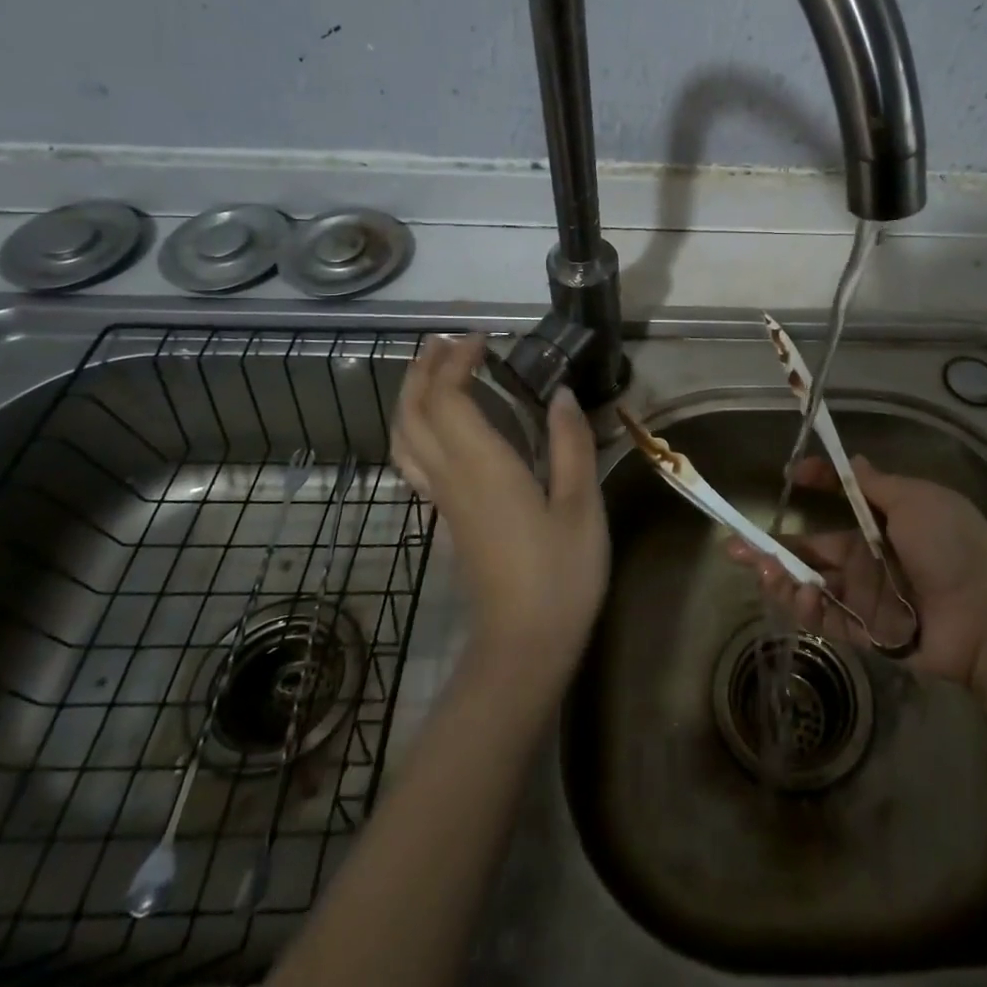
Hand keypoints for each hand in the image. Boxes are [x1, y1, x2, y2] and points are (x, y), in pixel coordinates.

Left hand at [391, 334, 608, 675]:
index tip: (483, 339)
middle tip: (449, 342)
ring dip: (413, 397)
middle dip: (424, 370)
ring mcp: (443, 502)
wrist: (523, 647)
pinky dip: (417, 428)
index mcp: (482, 468)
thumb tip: (560, 394)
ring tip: (435, 372)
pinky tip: (441, 428)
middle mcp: (451, 478)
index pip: (447, 399)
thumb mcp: (580, 505)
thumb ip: (571, 444)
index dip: (455, 362)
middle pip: (414, 414)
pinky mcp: (447, 520)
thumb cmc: (560, 574)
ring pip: (405, 439)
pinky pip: (415, 461)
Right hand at [725, 454, 986, 688]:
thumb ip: (877, 485)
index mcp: (884, 523)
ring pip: (813, 586)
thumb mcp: (916, 499)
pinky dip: (807, 607)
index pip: (841, 500)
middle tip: (735, 545)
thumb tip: (853, 460)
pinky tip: (797, 592)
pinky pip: (828, 619)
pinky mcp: (867, 633)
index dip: (817, 485)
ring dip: (782, 577)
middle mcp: (870, 559)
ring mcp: (867, 597)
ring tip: (760, 568)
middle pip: (813, 551)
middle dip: (775, 547)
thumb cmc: (952, 544)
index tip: (791, 475)